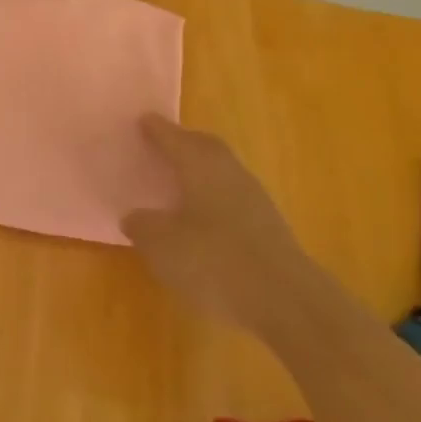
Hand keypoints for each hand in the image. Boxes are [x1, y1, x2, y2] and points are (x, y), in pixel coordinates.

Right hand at [121, 115, 316, 334]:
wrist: (287, 301)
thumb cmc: (214, 261)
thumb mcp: (162, 245)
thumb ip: (142, 225)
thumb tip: (134, 216)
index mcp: (199, 164)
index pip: (173, 137)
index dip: (155, 129)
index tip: (142, 120)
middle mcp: (228, 171)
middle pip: (203, 146)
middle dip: (183, 143)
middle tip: (162, 144)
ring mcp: (254, 198)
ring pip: (221, 171)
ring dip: (201, 170)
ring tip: (179, 181)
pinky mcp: (268, 226)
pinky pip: (233, 197)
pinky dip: (215, 198)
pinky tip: (203, 218)